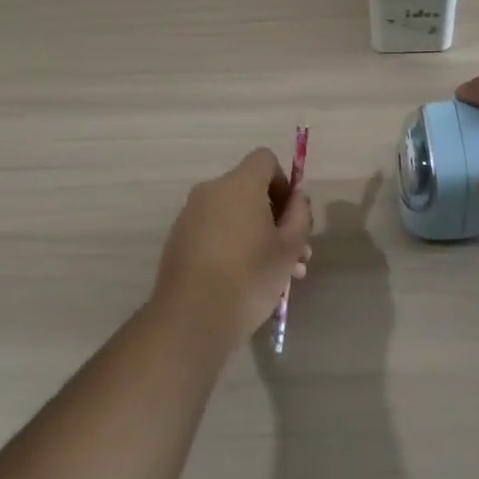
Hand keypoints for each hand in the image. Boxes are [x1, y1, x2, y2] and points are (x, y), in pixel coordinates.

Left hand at [154, 149, 311, 342]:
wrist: (192, 318)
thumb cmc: (250, 276)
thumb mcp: (290, 246)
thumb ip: (300, 214)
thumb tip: (297, 198)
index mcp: (239, 184)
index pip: (265, 159)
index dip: (284, 183)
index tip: (292, 217)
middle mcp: (211, 191)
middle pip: (250, 190)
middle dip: (275, 218)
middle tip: (295, 256)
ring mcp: (190, 216)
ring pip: (233, 215)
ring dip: (257, 236)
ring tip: (277, 277)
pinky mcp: (178, 240)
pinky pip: (214, 231)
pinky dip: (232, 246)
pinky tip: (245, 282)